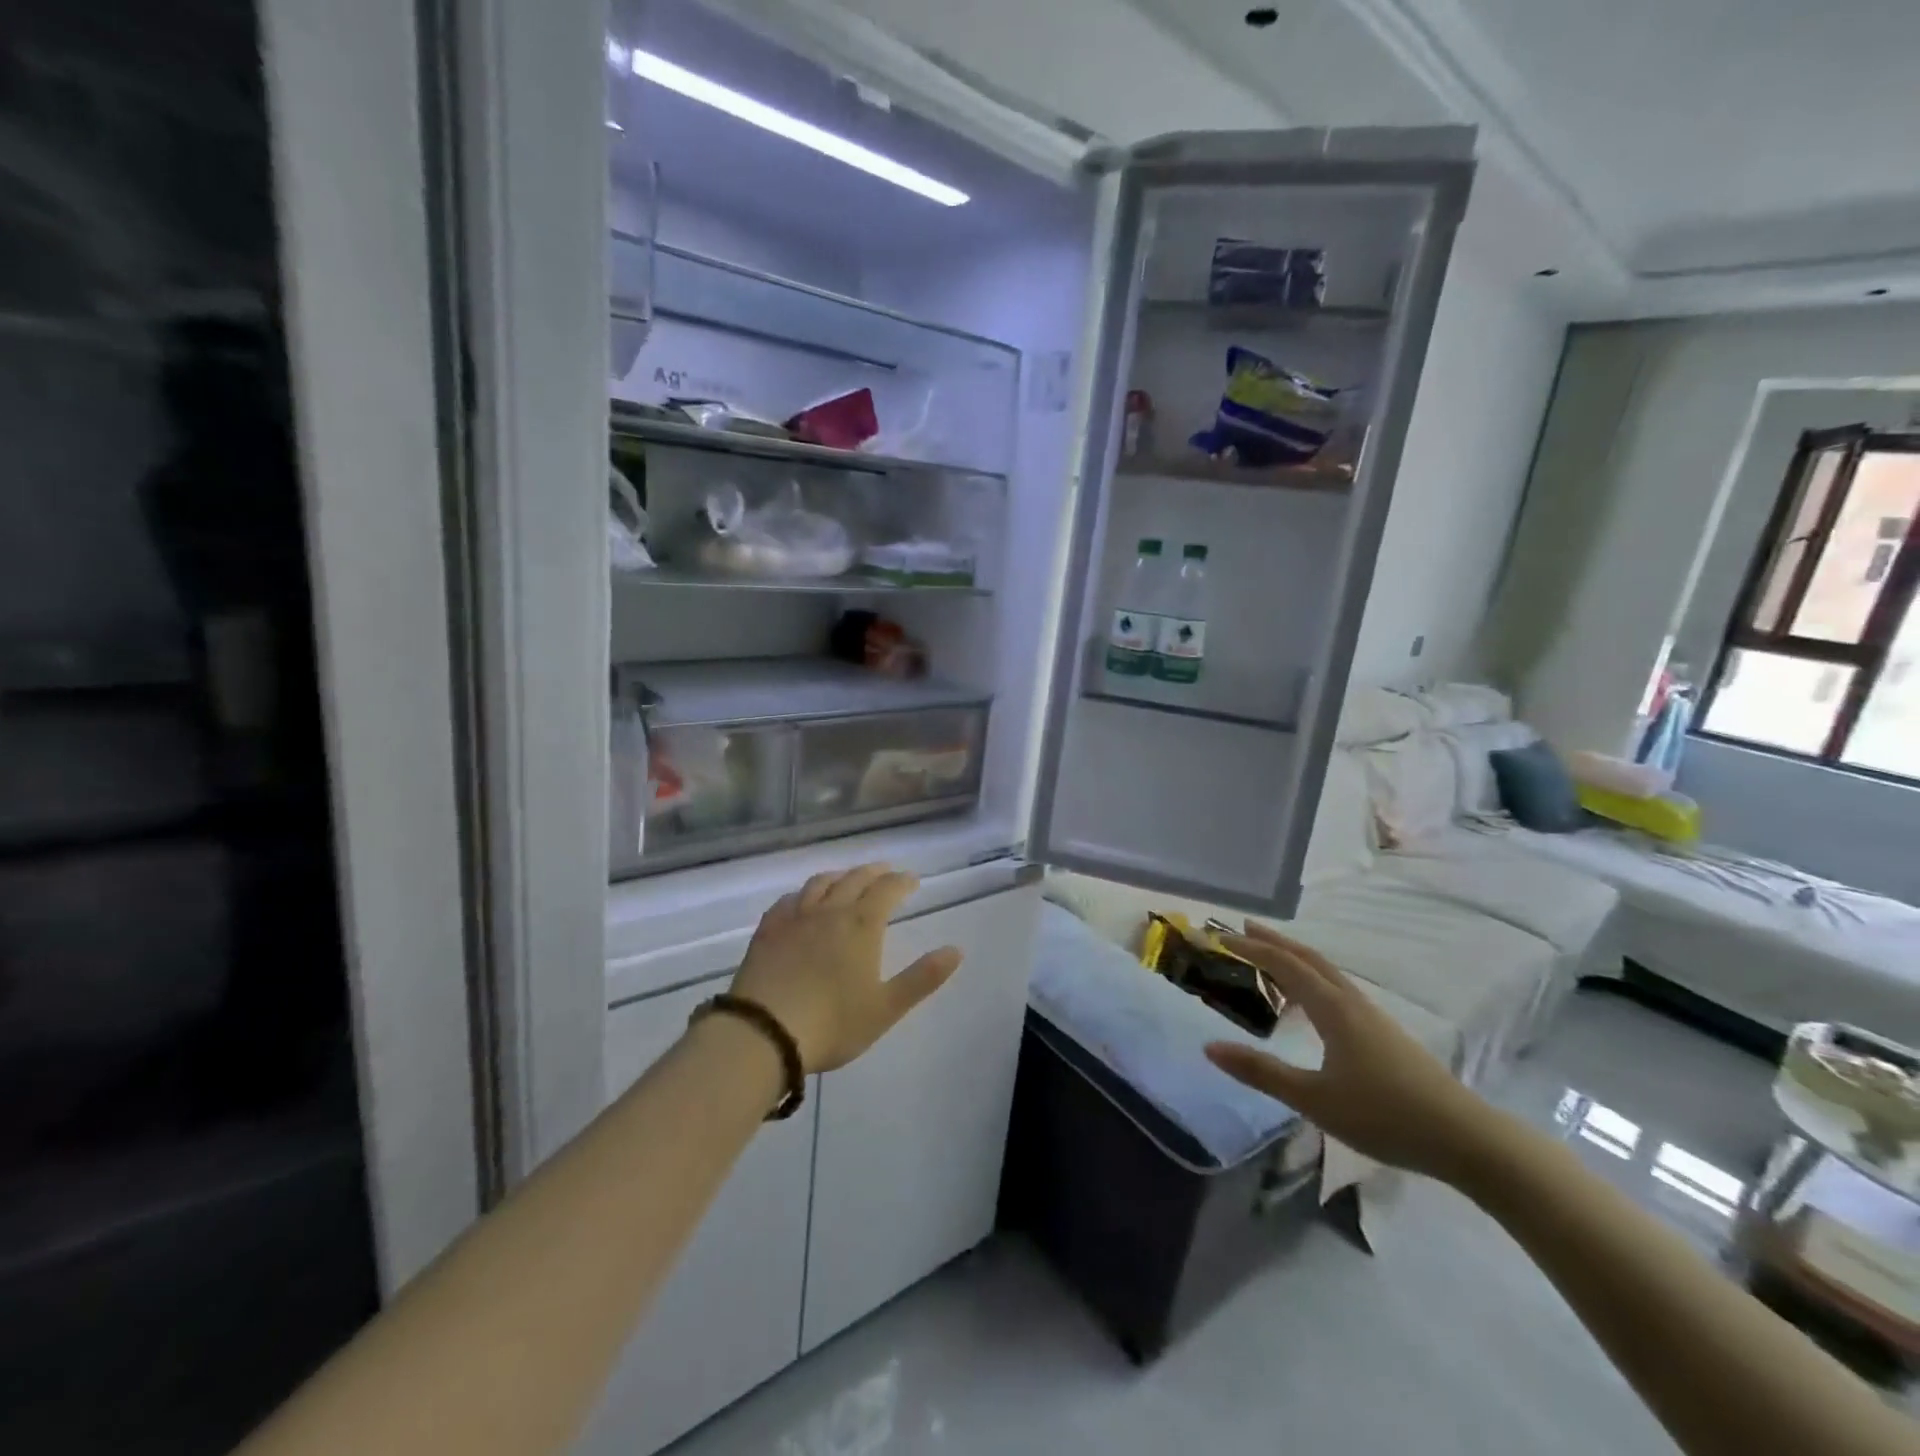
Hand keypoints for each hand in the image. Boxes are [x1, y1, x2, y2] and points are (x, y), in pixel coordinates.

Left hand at [730, 864, 962, 1073]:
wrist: (764, 1033)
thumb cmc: (833, 1023)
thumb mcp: (886, 1007)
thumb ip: (922, 978)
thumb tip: (956, 950)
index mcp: (862, 925)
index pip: (887, 890)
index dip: (902, 882)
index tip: (913, 880)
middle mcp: (830, 911)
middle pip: (855, 879)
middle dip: (874, 872)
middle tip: (886, 871)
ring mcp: (795, 918)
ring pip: (821, 883)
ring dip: (840, 875)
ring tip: (848, 877)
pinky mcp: (768, 930)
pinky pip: (789, 900)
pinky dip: (804, 893)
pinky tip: (802, 900)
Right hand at [1204, 922, 1502, 1181]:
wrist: (1466, 1139)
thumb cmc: (1384, 1116)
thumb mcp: (1313, 1099)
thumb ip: (1261, 1072)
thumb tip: (1209, 1048)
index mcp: (1332, 1008)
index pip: (1284, 965)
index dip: (1251, 948)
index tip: (1220, 937)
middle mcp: (1352, 1002)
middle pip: (1309, 958)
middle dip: (1275, 941)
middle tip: (1243, 929)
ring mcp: (1373, 1016)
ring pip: (1327, 973)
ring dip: (1296, 959)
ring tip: (1271, 961)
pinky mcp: (1386, 1033)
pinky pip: (1339, 990)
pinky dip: (1313, 980)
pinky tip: (1312, 1004)